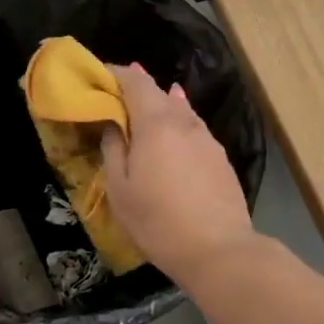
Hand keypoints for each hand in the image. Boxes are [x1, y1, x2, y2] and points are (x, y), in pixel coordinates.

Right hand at [101, 64, 255, 278]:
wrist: (217, 248)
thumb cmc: (158, 220)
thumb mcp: (120, 190)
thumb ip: (114, 149)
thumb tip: (115, 124)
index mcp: (156, 123)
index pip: (136, 82)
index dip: (118, 74)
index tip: (102, 75)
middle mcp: (185, 122)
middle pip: (160, 93)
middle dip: (138, 89)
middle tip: (118, 94)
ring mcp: (207, 138)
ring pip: (181, 111)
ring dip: (162, 106)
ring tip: (146, 109)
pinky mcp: (221, 157)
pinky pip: (194, 130)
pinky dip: (179, 125)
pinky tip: (175, 134)